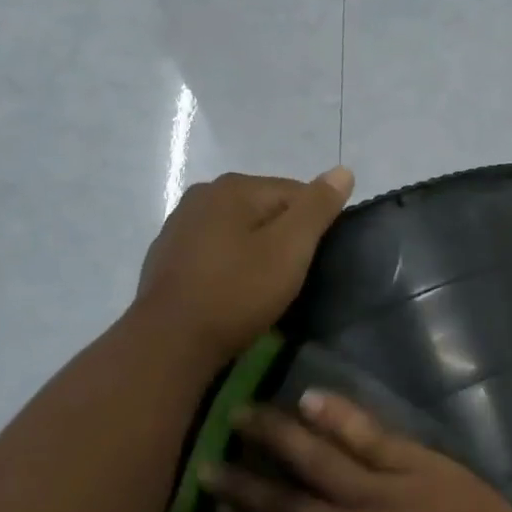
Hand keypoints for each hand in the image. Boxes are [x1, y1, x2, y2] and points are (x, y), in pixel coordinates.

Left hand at [135, 168, 353, 365]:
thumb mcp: (290, 249)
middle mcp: (203, 194)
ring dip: (256, 250)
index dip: (314, 227)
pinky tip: (233, 290)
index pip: (296, 193)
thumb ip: (317, 207)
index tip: (313, 261)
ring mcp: (180, 224)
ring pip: (239, 230)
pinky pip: (215, 250)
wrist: (171, 341)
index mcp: (234, 186)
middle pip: (265, 209)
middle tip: (292, 277)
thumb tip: (343, 171)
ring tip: (264, 287)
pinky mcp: (168, 255)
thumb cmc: (237, 291)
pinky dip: (230, 264)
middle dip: (284, 238)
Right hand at [207, 392, 511, 511]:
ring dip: (276, 436)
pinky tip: (311, 397)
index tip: (217, 511)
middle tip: (208, 459)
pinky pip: (370, 436)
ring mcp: (380, 494)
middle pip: (284, 503)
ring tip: (244, 413)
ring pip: (317, 459)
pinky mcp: (417, 467)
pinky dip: (339, 416)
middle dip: (243, 483)